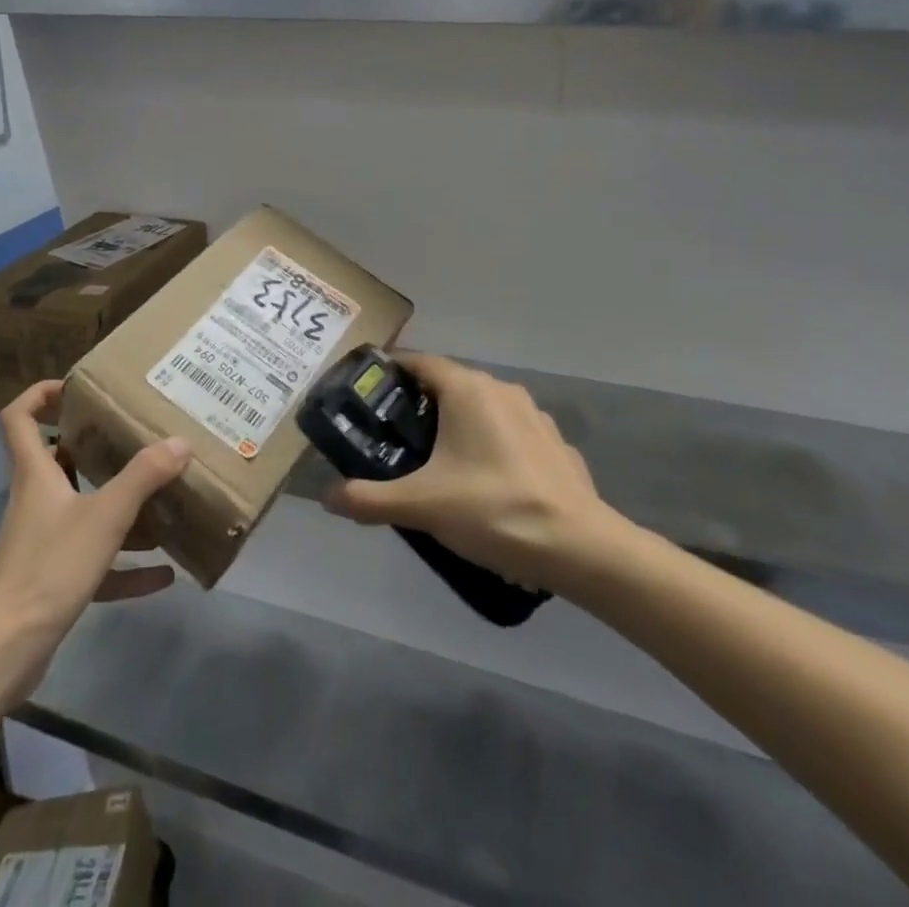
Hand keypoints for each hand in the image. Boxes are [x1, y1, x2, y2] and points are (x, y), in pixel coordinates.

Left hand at [0, 381, 190, 690]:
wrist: (4, 650)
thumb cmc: (49, 566)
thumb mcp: (105, 515)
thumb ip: (144, 476)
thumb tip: (181, 441)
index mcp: (36, 474)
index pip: (20, 417)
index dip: (41, 394)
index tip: (76, 388)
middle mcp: (36, 500)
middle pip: (58, 461)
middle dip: (94, 448)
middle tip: (134, 438)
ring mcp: (42, 543)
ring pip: (82, 512)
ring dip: (118, 509)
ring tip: (161, 502)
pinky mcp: (51, 582)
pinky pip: (95, 565)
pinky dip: (126, 568)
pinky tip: (164, 576)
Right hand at [322, 354, 626, 591]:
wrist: (580, 547)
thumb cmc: (493, 509)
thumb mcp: (421, 506)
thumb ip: (369, 499)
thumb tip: (327, 498)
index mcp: (468, 389)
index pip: (419, 362)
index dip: (391, 373)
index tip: (367, 395)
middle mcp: (501, 390)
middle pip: (449, 384)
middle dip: (419, 405)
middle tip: (392, 438)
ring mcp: (534, 415)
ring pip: (482, 409)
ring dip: (456, 426)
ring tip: (435, 464)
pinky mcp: (554, 444)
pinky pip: (509, 434)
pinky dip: (489, 447)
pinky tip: (484, 484)